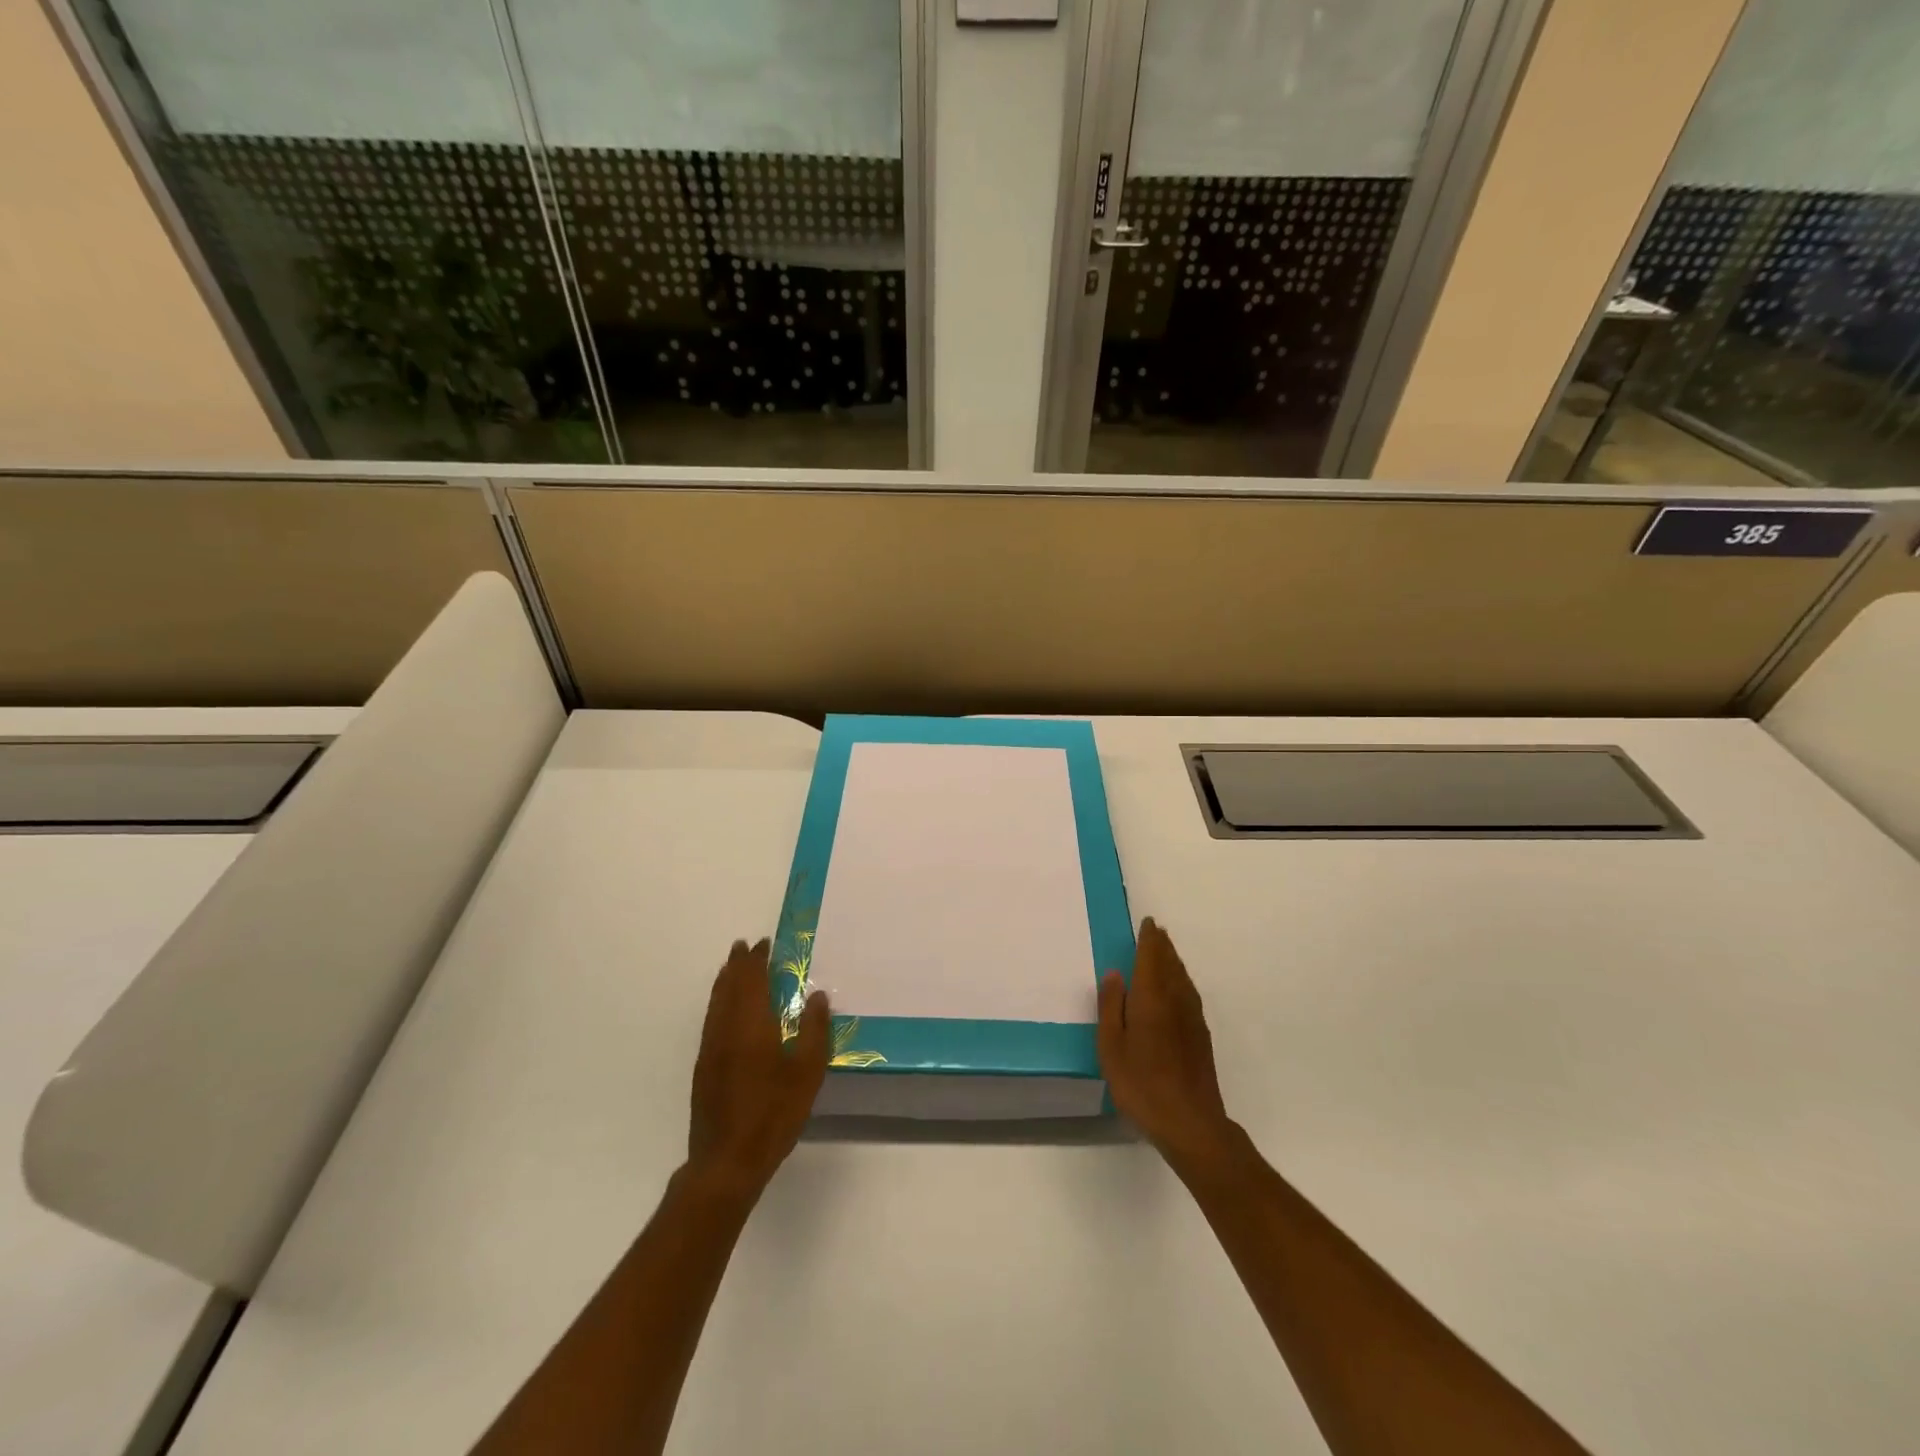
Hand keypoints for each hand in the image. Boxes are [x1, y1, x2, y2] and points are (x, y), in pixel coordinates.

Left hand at [686, 939, 829, 1199]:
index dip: (757, 960)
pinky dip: (718, 1001)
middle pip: (729, 986)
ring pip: (715, 1002)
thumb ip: (814, 1031)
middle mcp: (726, 1029)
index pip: (751, 981)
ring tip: (732, 966)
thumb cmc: (773, 1115)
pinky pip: (711, 1019)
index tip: (765, 943)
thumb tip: (816, 996)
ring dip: (725, 980)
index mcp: (752, 1026)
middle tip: (745, 946)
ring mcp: (710, 1048)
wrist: (727, 1162)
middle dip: (737, 964)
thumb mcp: (807, 1074)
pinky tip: (725, 1008)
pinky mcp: (703, 1067)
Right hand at [1098, 919, 1236, 1175]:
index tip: (1148, 923)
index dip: (1149, 939)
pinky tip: (1176, 989)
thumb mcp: (1111, 1047)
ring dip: (1173, 961)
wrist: (1191, 1123)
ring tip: (1164, 952)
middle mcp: (1176, 1000)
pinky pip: (1189, 993)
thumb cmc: (1142, 1084)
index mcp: (1152, 998)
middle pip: (1170, 964)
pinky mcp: (1201, 1036)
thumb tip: (1114, 974)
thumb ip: (1111, 1007)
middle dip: (1163, 946)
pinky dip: (1180, 980)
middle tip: (1155, 931)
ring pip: (1182, 978)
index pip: (1152, 957)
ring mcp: (1192, 1018)